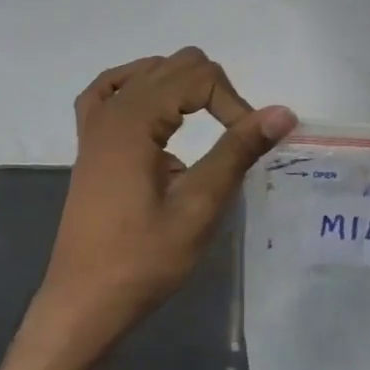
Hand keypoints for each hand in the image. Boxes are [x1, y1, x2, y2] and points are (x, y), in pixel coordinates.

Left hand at [25, 48, 295, 365]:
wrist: (85, 304)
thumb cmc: (143, 259)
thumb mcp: (199, 205)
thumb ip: (238, 151)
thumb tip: (283, 111)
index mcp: (133, 121)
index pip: (199, 77)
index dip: (234, 104)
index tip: (248, 146)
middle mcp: (111, 111)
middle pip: (177, 65)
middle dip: (216, 92)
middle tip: (233, 138)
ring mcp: (95, 127)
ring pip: (149, 71)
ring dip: (187, 90)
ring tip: (206, 128)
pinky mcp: (92, 145)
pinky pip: (112, 91)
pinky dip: (143, 89)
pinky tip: (160, 110)